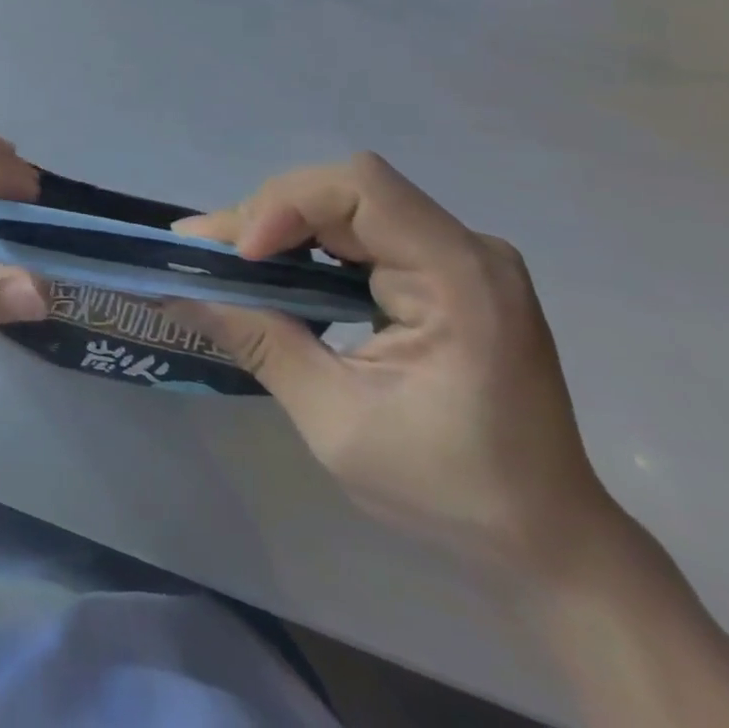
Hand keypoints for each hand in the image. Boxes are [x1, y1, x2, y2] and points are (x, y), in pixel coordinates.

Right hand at [172, 153, 622, 577]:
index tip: (243, 257)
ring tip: (226, 260)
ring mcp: (458, 255)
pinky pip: (360, 230)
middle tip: (205, 252)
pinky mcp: (443, 269)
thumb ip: (260, 344)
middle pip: (346, 190)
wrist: (547, 540)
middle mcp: (466, 249)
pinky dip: (307, 243)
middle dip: (269, 214)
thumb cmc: (450, 491)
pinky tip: (274, 270)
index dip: (289, 203)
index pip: (363, 188)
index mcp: (461, 280)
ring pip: (346, 203)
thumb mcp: (337, 423)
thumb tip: (181, 293)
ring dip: (281, 225)